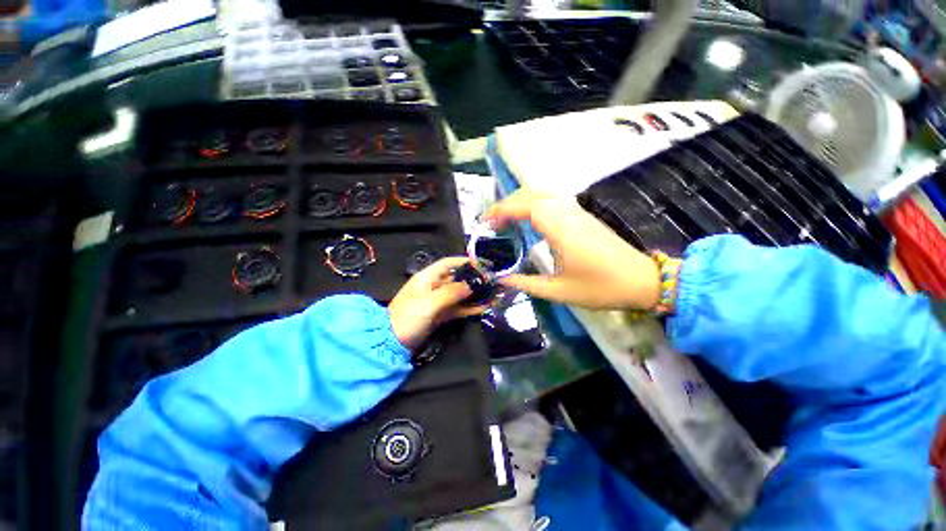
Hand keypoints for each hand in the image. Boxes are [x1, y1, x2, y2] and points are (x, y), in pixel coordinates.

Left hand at [388, 256, 487, 349]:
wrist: (392, 343)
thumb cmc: (408, 317)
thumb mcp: (429, 303)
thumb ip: (451, 293)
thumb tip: (471, 285)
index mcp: (427, 278)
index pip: (448, 264)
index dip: (464, 262)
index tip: (481, 264)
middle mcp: (434, 287)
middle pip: (456, 279)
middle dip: (473, 279)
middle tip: (490, 282)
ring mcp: (438, 301)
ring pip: (459, 294)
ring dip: (474, 294)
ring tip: (491, 294)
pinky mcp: (440, 314)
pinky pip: (458, 308)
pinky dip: (469, 308)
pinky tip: (483, 308)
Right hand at [482, 188, 659, 309]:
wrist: (641, 280)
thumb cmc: (600, 288)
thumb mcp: (559, 291)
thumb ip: (527, 284)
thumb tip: (501, 280)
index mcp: (561, 231)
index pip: (527, 207)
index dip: (503, 209)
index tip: (486, 221)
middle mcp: (568, 214)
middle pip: (533, 194)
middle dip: (508, 203)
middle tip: (492, 221)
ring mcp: (578, 212)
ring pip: (544, 193)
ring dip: (521, 201)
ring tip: (506, 218)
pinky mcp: (583, 216)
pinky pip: (554, 199)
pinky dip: (534, 203)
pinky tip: (529, 218)